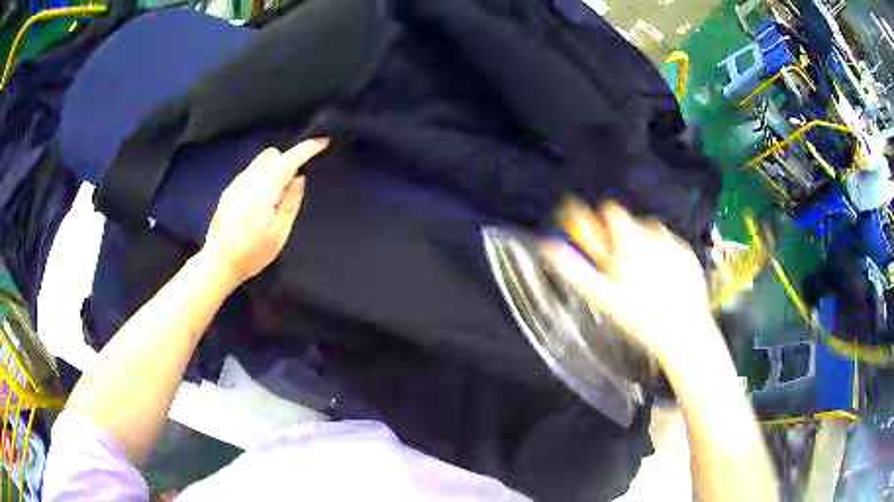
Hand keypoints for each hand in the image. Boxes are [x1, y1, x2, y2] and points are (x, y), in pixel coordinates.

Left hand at [202, 138, 328, 285]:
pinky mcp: (228, 192)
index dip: (307, 148)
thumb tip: (299, 179)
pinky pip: (250, 174)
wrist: (217, 264)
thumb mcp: (278, 235)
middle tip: (291, 187)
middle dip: (286, 161)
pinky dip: (261, 178)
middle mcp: (248, 180)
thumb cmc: (250, 254)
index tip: (322, 143)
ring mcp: (235, 185)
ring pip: (259, 162)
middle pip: (272, 154)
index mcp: (263, 190)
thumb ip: (290, 203)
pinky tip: (258, 204)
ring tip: (274, 200)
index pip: (289, 159)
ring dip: (273, 170)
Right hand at [543, 200, 716, 365]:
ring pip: (651, 232)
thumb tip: (548, 245)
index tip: (597, 239)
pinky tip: (663, 281)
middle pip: (629, 222)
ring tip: (643, 278)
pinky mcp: (689, 254)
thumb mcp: (603, 295)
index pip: (609, 209)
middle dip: (621, 238)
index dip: (600, 222)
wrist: (684, 333)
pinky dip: (663, 256)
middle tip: (620, 270)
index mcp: (630, 237)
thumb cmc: (640, 316)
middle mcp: (654, 231)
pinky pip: (669, 245)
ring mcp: (674, 242)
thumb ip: (574, 268)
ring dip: (643, 246)